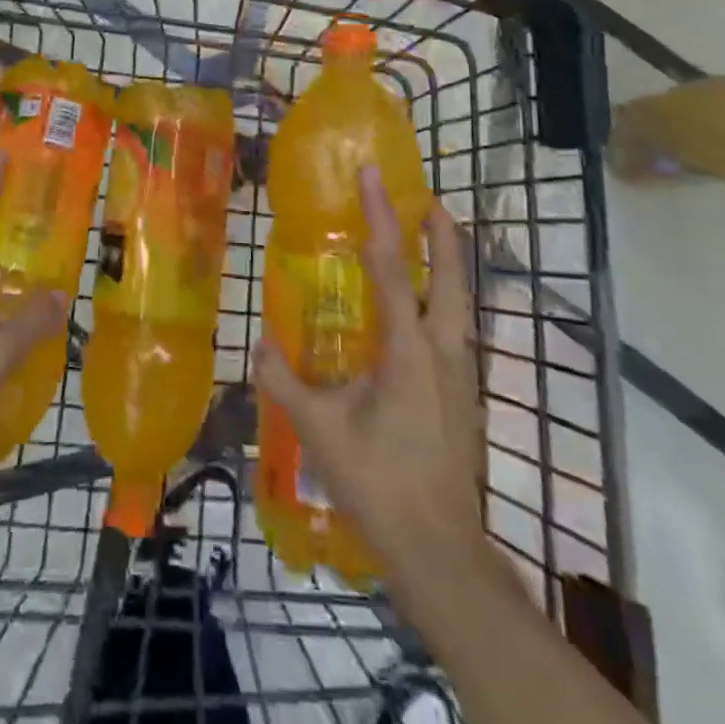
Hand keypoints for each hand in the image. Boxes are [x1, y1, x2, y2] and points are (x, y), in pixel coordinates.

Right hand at [254, 168, 499, 599]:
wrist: (440, 551)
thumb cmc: (380, 484)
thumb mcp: (320, 431)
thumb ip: (284, 382)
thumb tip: (258, 343)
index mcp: (409, 350)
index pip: (392, 267)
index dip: (381, 216)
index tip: (373, 175)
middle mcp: (444, 351)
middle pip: (452, 277)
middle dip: (442, 234)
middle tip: (426, 199)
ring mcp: (462, 374)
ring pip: (462, 303)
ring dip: (449, 266)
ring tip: (430, 241)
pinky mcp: (465, 394)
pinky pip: (457, 328)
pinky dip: (445, 300)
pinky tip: (424, 312)